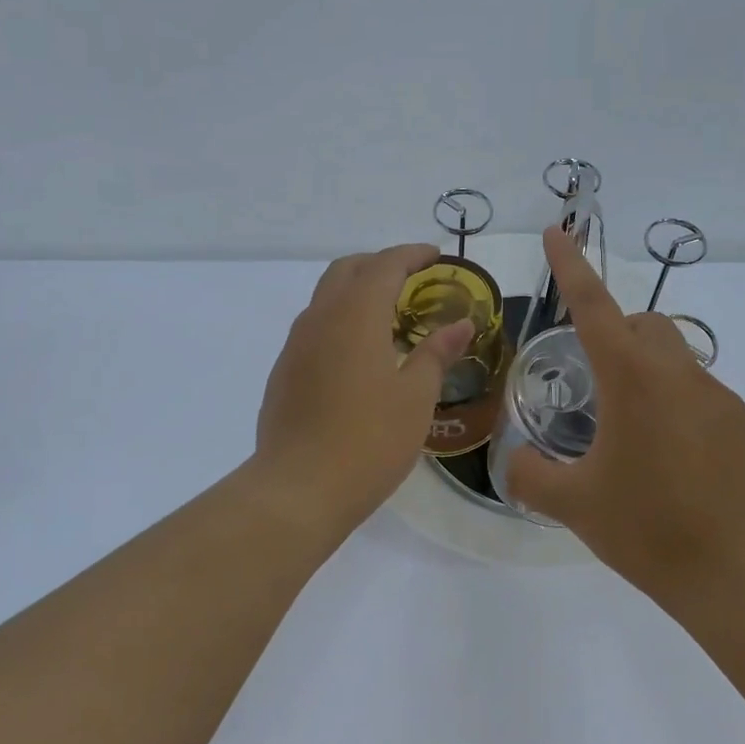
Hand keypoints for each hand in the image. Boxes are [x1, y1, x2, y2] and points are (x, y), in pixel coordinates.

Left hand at [254, 244, 472, 528]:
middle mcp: (320, 319)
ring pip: (325, 297)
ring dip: (356, 292)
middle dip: (379, 264)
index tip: (435, 256)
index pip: (384, 265)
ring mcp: (295, 346)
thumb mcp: (415, 397)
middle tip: (411, 279)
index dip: (411, 254)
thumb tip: (460, 325)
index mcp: (355, 316)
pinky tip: (358, 354)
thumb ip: (436, 353)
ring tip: (388, 316)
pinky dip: (340, 321)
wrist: (298, 489)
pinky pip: (314, 328)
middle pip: (347, 270)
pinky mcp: (284, 372)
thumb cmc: (369, 440)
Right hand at [505, 226, 744, 596]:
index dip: (571, 266)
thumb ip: (530, 475)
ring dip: (649, 381)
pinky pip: (705, 401)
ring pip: (678, 364)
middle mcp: (681, 375)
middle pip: (647, 325)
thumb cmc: (649, 529)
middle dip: (618, 333)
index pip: (593, 306)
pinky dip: (681, 413)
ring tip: (634, 442)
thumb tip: (516, 463)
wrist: (743, 574)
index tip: (558, 231)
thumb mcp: (573, 505)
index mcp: (633, 379)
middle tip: (595, 383)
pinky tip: (676, 467)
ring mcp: (724, 399)